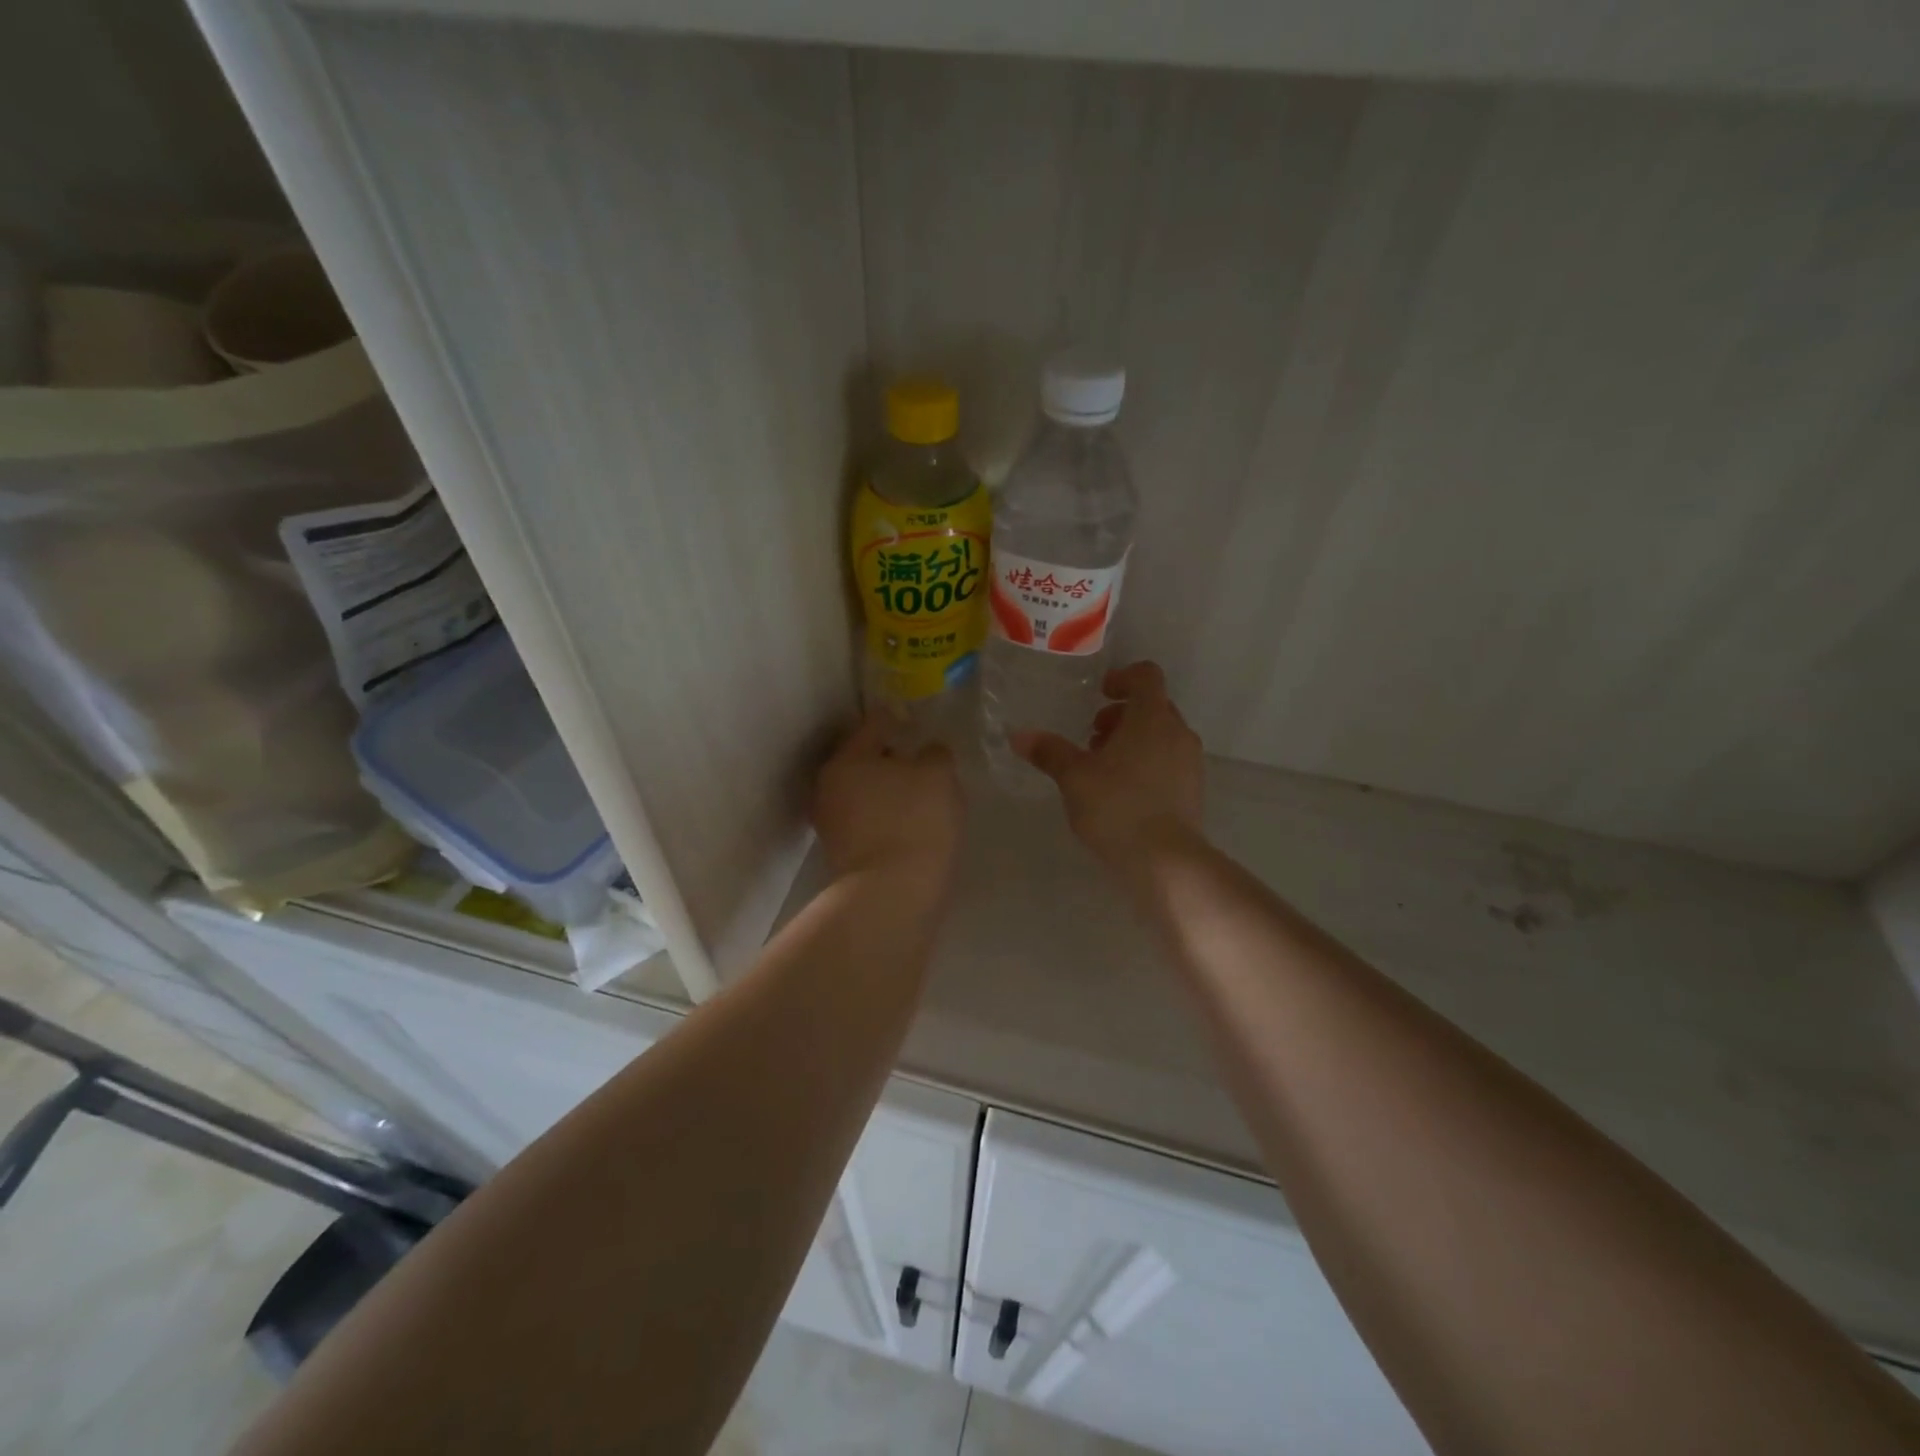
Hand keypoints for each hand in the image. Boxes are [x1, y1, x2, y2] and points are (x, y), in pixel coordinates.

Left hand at [813, 712, 963, 882]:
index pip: (874, 724)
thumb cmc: (915, 822)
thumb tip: (927, 752)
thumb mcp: (939, 776)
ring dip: (887, 789)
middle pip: (863, 759)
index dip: (898, 719)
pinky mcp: (841, 852)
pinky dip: (885, 816)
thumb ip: (935, 754)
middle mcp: (828, 785)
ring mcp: (830, 822)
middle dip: (890, 758)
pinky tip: (910, 824)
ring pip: (863, 791)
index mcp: (847, 758)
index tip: (916, 722)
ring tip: (920, 797)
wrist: (892, 895)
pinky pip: (866, 820)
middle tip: (922, 762)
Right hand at [1012, 661, 1204, 865]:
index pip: (1146, 676)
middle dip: (1122, 715)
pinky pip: (1169, 762)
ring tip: (1102, 768)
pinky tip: (1122, 793)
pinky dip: (1147, 764)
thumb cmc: (1117, 806)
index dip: (1122, 677)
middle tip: (1093, 737)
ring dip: (1133, 741)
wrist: (1166, 861)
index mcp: (1152, 717)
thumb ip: (1049, 752)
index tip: (1100, 693)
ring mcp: (1190, 763)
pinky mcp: (1193, 791)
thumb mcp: (1074, 777)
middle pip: (1153, 707)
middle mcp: (1178, 733)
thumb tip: (1018, 735)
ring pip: (1162, 736)